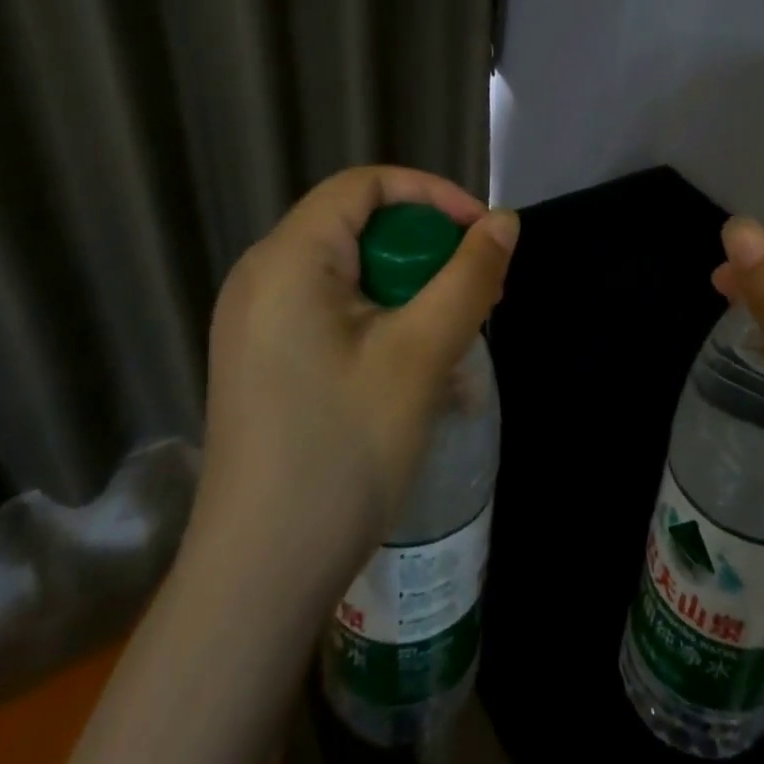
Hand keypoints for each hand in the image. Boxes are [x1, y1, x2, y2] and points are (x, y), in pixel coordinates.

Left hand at [195, 166, 518, 598]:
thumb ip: (469, 277)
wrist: (260, 577)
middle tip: (480, 295)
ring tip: (458, 339)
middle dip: (427, 251)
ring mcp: (257, 324)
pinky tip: (418, 374)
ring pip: (352, 275)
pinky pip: (334, 314)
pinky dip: (383, 324)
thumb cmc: (342, 451)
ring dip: (412, 293)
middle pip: (359, 227)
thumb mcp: (421, 355)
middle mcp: (262, 278)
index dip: (432, 195)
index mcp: (288, 259)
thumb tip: (505, 222)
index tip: (483, 235)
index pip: (364, 185)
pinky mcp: (266, 361)